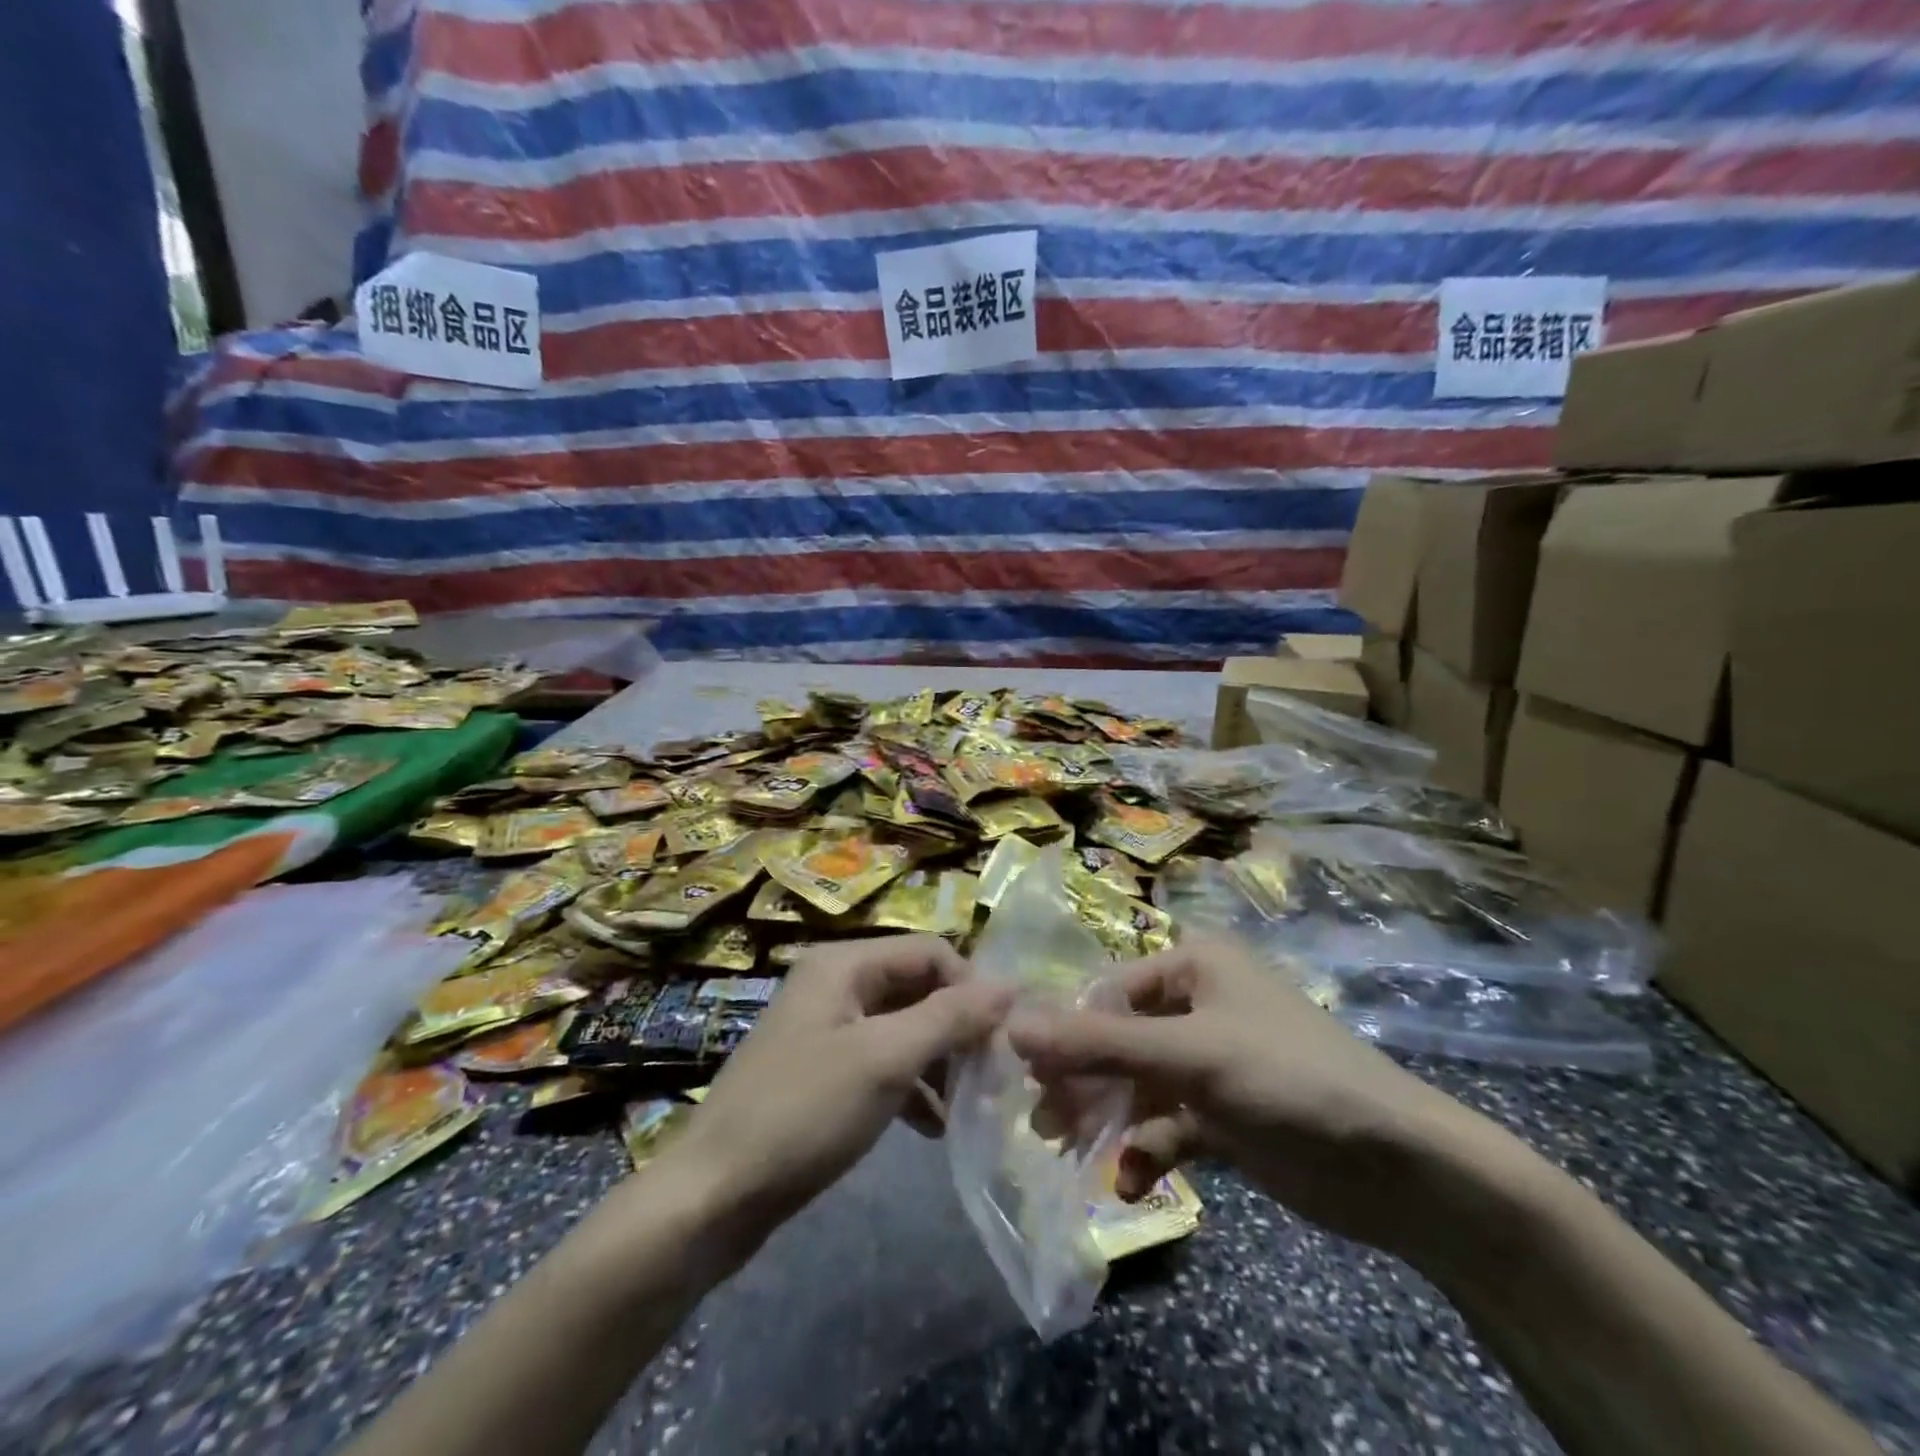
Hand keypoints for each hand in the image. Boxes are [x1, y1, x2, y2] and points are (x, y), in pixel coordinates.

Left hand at [665, 935, 1010, 1251]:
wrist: (714, 1195)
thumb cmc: (804, 1112)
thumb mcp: (886, 1059)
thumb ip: (950, 1017)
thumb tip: (1009, 985)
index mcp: (843, 964)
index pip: (929, 951)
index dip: (970, 986)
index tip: (1004, 1036)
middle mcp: (835, 984)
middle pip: (916, 988)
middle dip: (957, 1027)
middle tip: (993, 1074)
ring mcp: (826, 1029)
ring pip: (903, 1028)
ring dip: (939, 1061)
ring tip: (970, 1104)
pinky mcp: (823, 1072)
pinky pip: (882, 1063)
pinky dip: (912, 1087)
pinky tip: (934, 1127)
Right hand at [1008, 937, 1474, 1256]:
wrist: (1399, 1168)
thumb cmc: (1287, 1079)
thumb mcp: (1189, 1056)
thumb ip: (1098, 1044)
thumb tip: (1012, 1025)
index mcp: (1194, 966)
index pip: (1108, 993)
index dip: (1066, 1032)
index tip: (1027, 1075)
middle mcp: (1199, 1004)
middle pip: (1119, 1039)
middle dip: (1084, 1080)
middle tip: (1044, 1124)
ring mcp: (1211, 1062)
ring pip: (1138, 1084)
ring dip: (1109, 1119)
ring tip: (1073, 1154)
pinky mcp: (1223, 1114)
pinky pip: (1168, 1124)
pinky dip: (1147, 1150)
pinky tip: (1133, 1183)